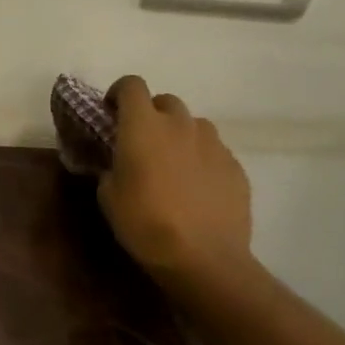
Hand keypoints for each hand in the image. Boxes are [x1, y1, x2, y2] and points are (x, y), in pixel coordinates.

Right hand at [97, 75, 253, 280]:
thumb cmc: (145, 222)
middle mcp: (180, 125)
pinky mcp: (236, 167)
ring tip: (173, 163)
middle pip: (166, 101)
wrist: (204, 259)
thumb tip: (118, 163)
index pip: (131, 85)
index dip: (119, 93)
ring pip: (194, 125)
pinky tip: (197, 188)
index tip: (111, 112)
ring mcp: (213, 145)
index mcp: (143, 125)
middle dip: (152, 114)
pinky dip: (202, 159)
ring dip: (180, 135)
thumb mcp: (108, 194)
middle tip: (142, 141)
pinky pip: (215, 151)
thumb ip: (111, 166)